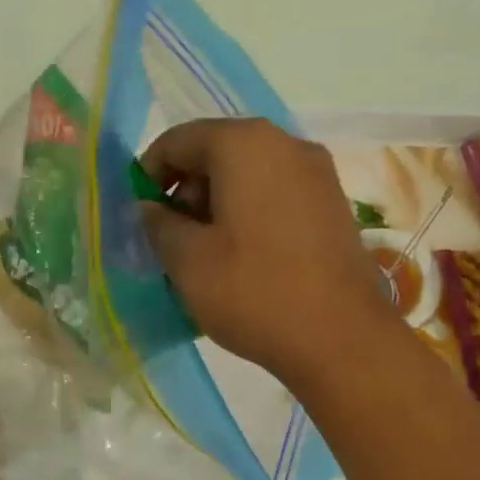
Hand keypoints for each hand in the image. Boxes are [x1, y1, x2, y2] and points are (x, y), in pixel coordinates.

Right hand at [140, 118, 395, 385]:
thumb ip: (159, 224)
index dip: (148, 175)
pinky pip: (276, 196)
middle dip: (185, 192)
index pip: (178, 140)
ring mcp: (317, 174)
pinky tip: (242, 259)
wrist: (340, 338)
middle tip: (171, 241)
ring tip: (205, 256)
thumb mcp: (188, 260)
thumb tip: (150, 208)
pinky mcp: (333, 206)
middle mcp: (286, 144)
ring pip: (248, 176)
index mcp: (245, 144)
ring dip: (217, 206)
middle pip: (217, 153)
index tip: (139, 217)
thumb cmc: (254, 292)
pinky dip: (248, 216)